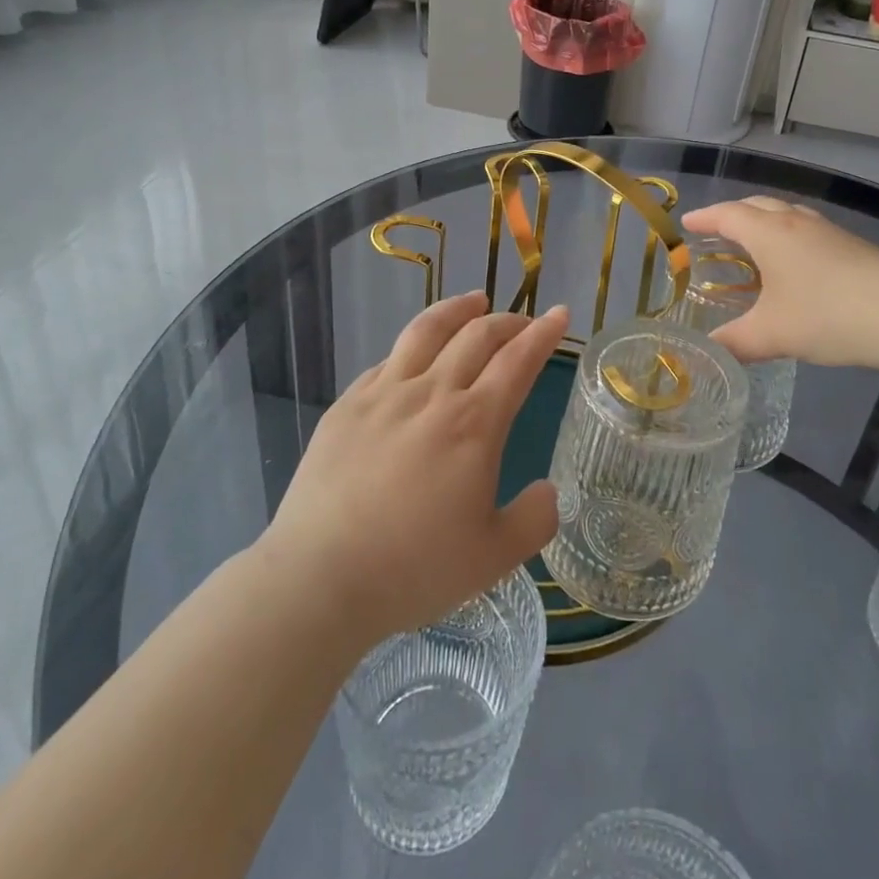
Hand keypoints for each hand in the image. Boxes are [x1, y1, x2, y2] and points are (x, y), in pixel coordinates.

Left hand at [262, 292, 566, 645]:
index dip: (543, 333)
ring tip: (474, 301)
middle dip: (508, 320)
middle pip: (476, 335)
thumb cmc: (414, 569)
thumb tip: (548, 491)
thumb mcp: (494, 558)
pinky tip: (415, 356)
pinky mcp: (347, 405)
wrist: (319, 577)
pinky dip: (414, 347)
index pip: (518, 360)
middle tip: (524, 321)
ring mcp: (384, 394)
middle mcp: (432, 393)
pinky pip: (388, 360)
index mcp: (474, 423)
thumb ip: (534, 520)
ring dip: (457, 309)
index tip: (559, 313)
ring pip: (427, 330)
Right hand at [680, 197, 878, 366]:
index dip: (705, 217)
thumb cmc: (826, 315)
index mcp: (770, 234)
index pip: (728, 215)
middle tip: (717, 230)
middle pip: (758, 206)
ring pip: (787, 215)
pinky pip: (808, 230)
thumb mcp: (771, 335)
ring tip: (755, 243)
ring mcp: (829, 232)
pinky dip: (790, 236)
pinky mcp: (854, 247)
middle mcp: (797, 223)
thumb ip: (734, 343)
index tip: (687, 224)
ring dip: (765, 222)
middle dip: (733, 214)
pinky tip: (797, 264)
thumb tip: (707, 353)